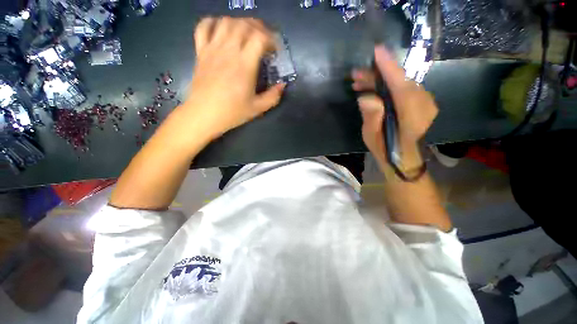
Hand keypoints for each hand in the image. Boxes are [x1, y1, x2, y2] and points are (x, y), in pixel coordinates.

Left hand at [182, 17, 285, 138]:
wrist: (204, 114)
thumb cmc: (232, 112)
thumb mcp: (258, 108)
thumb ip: (273, 96)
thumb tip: (282, 85)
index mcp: (244, 65)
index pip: (260, 38)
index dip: (271, 39)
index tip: (275, 50)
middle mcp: (229, 51)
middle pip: (244, 25)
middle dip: (258, 27)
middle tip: (264, 39)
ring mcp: (212, 49)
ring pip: (226, 22)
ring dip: (239, 23)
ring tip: (247, 33)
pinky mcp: (201, 51)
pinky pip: (203, 27)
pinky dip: (213, 22)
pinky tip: (221, 29)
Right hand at [352, 46, 437, 171]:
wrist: (404, 158)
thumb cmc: (385, 149)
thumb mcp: (372, 136)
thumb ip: (372, 117)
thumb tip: (365, 97)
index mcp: (411, 116)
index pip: (401, 86)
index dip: (389, 68)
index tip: (377, 51)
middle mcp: (424, 105)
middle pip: (400, 82)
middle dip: (377, 75)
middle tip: (356, 75)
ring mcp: (426, 103)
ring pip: (402, 83)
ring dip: (381, 81)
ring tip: (359, 83)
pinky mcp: (422, 102)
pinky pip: (404, 88)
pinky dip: (389, 86)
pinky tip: (374, 89)